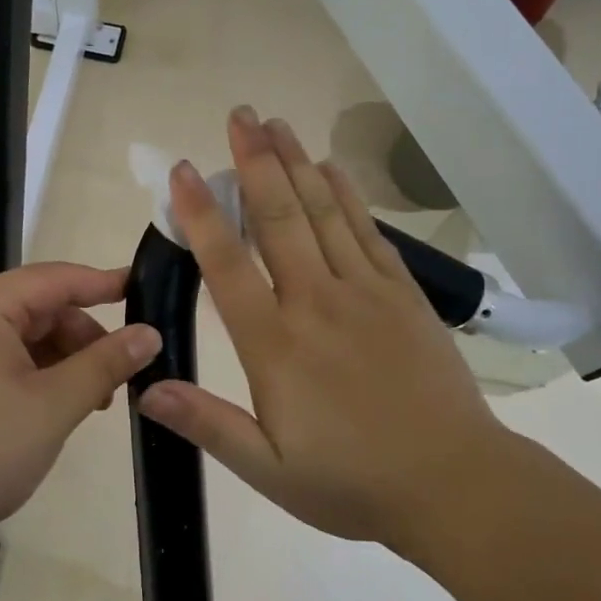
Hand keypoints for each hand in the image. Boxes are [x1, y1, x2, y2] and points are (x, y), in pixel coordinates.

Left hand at [0, 264, 160, 559]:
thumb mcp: (54, 405)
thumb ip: (106, 363)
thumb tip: (149, 333)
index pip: (57, 278)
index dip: (105, 283)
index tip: (145, 291)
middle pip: (40, 310)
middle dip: (84, 338)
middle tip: (119, 377)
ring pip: (23, 341)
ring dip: (63, 363)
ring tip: (91, 403)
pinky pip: (2, 365)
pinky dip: (36, 380)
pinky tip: (54, 412)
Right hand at [137, 108, 505, 553]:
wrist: (454, 485)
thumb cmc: (353, 482)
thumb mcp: (269, 471)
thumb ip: (208, 424)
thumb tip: (146, 388)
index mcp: (276, 345)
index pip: (228, 265)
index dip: (202, 214)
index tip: (184, 171)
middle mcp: (317, 302)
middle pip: (279, 218)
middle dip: (255, 162)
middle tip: (239, 115)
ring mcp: (365, 292)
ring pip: (323, 212)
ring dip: (297, 163)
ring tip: (276, 123)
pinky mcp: (403, 294)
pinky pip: (368, 232)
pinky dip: (347, 195)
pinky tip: (332, 169)